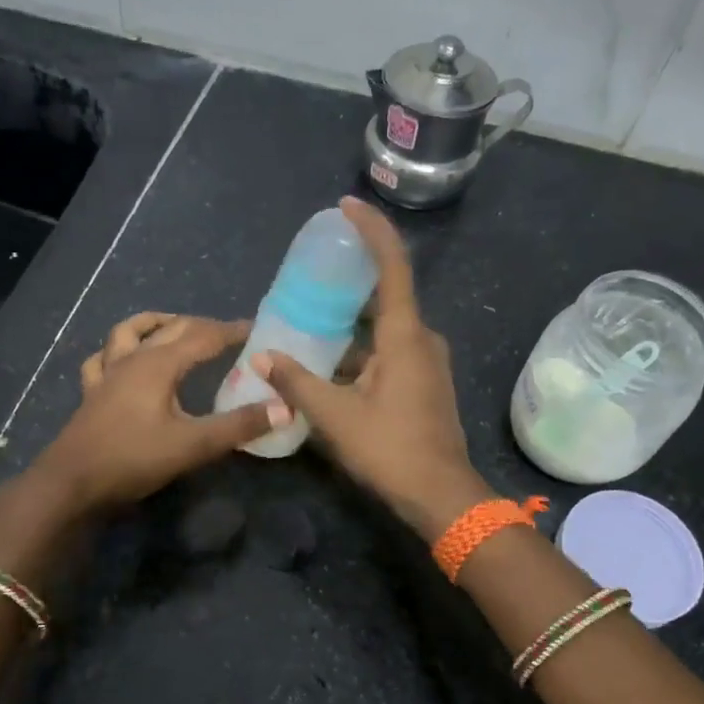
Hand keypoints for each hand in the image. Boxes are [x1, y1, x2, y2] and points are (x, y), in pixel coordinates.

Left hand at [28, 313, 285, 513]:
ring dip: (155, 324)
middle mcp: (132, 359)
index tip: (257, 329)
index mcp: (159, 364)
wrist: (71, 483)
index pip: (204, 336)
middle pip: (171, 328)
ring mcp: (107, 374)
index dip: (232, 331)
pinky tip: (121, 360)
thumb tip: (284, 408)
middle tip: (228, 334)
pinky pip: (102, 359)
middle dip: (202, 326)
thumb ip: (239, 426)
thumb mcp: (193, 445)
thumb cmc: (133, 459)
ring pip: (129, 332)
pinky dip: (116, 351)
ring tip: (173, 326)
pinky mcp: (91, 393)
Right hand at [253, 197, 491, 535]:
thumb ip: (297, 382)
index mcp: (405, 336)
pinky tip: (330, 362)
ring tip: (310, 318)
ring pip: (385, 329)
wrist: (441, 496)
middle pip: (386, 296)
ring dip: (352, 323)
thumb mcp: (335, 416)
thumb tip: (262, 357)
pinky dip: (361, 350)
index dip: (371, 231)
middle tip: (312, 273)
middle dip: (352, 281)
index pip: (393, 266)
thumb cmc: (391, 450)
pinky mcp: (424, 383)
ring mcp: (427, 362)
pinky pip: (390, 351)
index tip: (347, 207)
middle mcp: (421, 339)